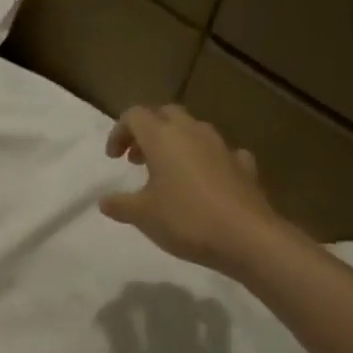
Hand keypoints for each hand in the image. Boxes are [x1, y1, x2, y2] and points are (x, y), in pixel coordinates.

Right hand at [100, 105, 289, 274]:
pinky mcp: (244, 166)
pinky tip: (206, 182)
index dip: (119, 132)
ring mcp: (222, 147)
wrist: (248, 237)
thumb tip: (104, 201)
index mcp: (163, 138)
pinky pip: (221, 153)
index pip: (135, 115)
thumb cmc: (186, 219)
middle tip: (138, 159)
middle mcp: (193, 133)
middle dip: (148, 131)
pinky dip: (208, 161)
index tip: (114, 158)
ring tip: (168, 172)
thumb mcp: (142, 215)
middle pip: (166, 115)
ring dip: (176, 144)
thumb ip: (119, 204)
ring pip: (194, 130)